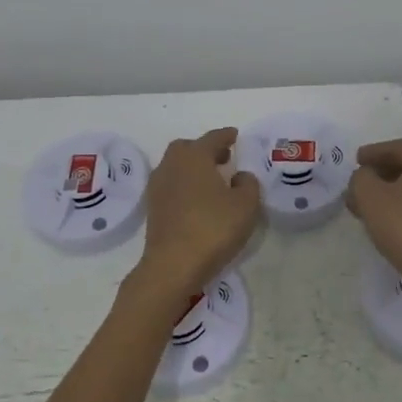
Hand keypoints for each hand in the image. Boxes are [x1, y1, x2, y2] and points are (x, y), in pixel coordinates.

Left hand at [134, 128, 262, 301]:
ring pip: (176, 166)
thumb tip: (239, 176)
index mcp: (194, 156)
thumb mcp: (246, 205)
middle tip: (223, 158)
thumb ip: (248, 184)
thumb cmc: (213, 228)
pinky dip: (184, 184)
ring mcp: (158, 187)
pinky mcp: (153, 208)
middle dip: (205, 149)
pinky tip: (197, 199)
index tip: (235, 135)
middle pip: (188, 148)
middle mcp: (172, 165)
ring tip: (212, 180)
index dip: (226, 136)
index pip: (213, 138)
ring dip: (193, 167)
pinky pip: (171, 185)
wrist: (172, 265)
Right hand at [347, 139, 401, 306]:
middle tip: (359, 184)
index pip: (397, 147)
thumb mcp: (370, 196)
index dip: (373, 153)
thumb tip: (365, 176)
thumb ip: (361, 178)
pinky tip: (390, 222)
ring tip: (368, 206)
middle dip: (381, 174)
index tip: (356, 160)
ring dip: (391, 193)